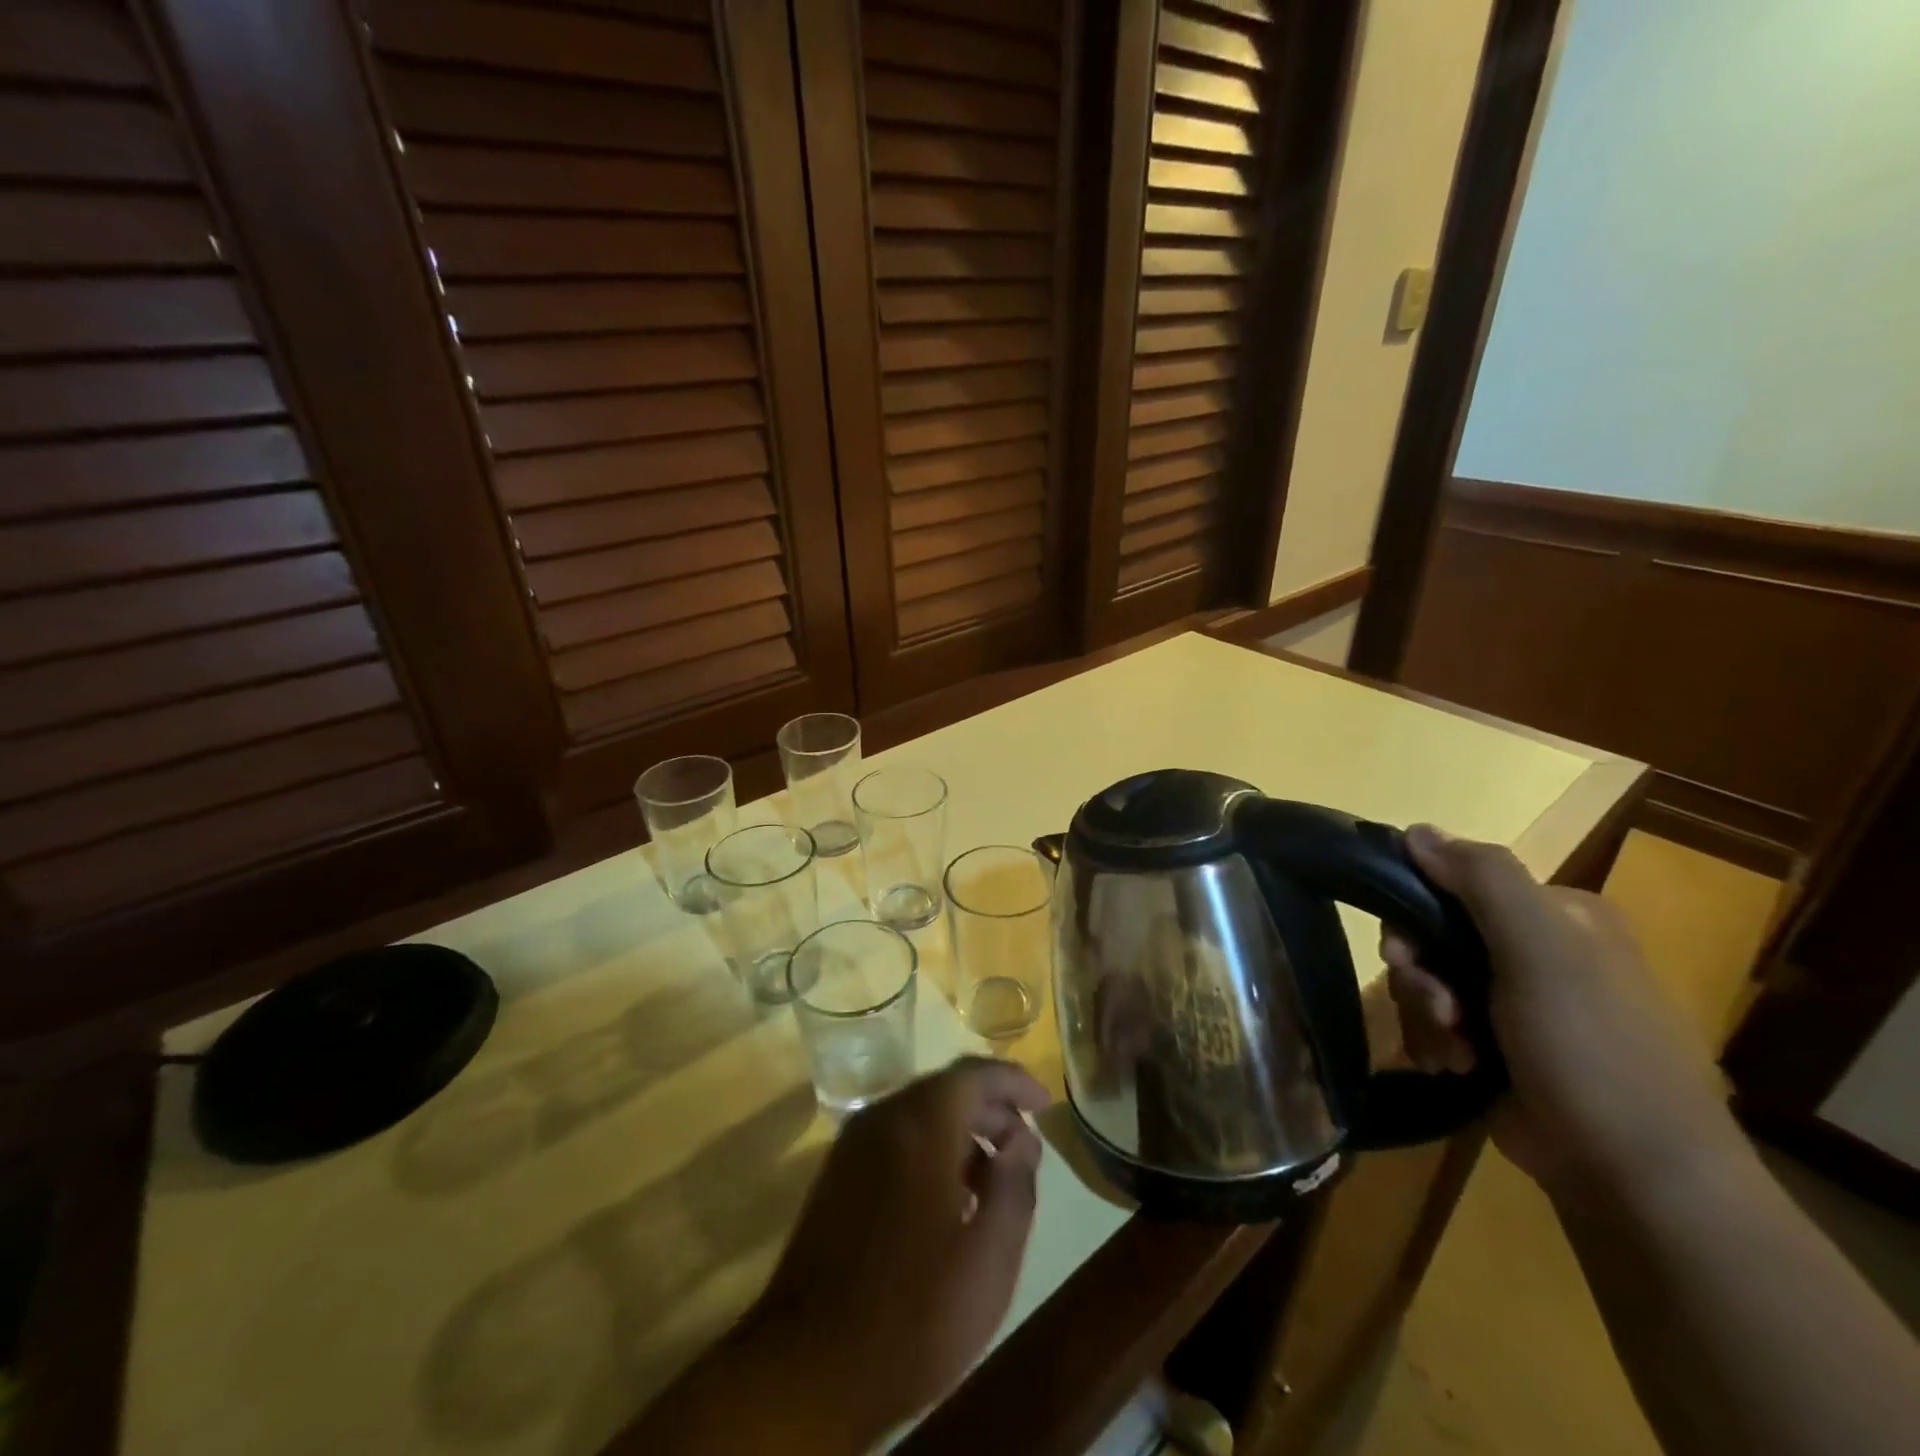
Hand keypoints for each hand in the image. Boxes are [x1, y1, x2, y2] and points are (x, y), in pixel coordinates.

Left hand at [747, 1057, 1048, 1446]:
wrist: (805, 1369)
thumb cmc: (912, 1314)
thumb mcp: (990, 1259)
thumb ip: (1016, 1186)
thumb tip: (1023, 1140)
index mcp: (920, 1124)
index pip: (975, 1074)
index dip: (1015, 1081)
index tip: (1045, 1103)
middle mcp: (883, 1118)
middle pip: (945, 1089)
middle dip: (990, 1107)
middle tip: (1024, 1145)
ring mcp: (853, 1144)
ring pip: (919, 1112)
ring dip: (961, 1130)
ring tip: (993, 1175)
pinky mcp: (837, 1174)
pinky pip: (895, 1137)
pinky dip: (930, 1147)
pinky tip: (948, 1195)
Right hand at [1381, 826, 1742, 1201]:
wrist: (1636, 1178)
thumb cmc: (1592, 1051)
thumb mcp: (1541, 951)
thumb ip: (1482, 880)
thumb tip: (1416, 829)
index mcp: (1557, 914)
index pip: (1454, 883)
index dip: (1415, 913)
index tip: (1405, 952)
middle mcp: (1537, 950)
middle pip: (1433, 935)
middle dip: (1422, 975)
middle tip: (1438, 1009)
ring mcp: (1517, 1001)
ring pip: (1428, 981)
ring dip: (1426, 1015)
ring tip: (1455, 1053)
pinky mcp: (1499, 1046)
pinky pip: (1436, 1022)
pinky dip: (1435, 1043)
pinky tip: (1456, 1068)